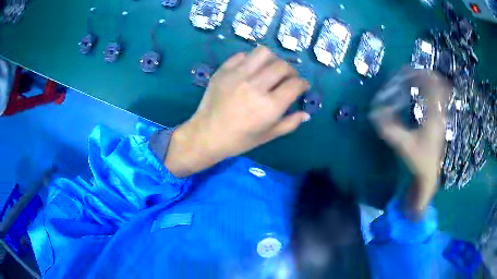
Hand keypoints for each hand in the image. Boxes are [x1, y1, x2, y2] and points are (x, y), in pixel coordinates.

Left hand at [165, 46, 309, 176]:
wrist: (207, 135)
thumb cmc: (239, 140)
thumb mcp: (268, 136)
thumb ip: (290, 124)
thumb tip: (306, 114)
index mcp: (269, 106)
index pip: (295, 84)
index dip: (303, 84)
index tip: (302, 86)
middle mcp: (255, 86)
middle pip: (282, 66)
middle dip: (291, 71)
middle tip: (288, 79)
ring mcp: (237, 75)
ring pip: (264, 53)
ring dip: (273, 60)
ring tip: (270, 70)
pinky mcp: (223, 70)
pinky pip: (242, 55)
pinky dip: (251, 60)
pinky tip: (251, 70)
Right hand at [370, 69, 449, 216]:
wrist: (429, 174)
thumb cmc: (419, 160)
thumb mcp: (403, 145)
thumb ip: (389, 130)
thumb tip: (373, 113)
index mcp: (434, 116)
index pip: (433, 86)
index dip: (422, 74)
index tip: (408, 69)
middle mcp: (439, 113)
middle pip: (439, 84)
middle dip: (425, 74)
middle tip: (410, 71)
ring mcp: (441, 116)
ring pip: (440, 91)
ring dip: (428, 81)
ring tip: (414, 77)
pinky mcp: (439, 120)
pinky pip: (438, 99)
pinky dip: (430, 91)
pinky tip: (420, 92)